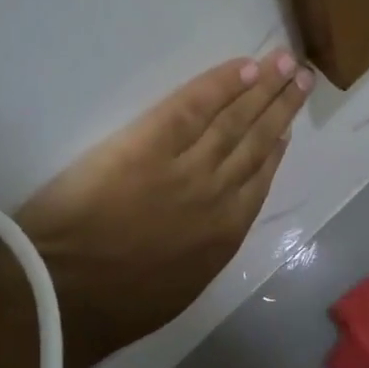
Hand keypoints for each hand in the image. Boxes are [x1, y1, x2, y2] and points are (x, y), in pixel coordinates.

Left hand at [16, 50, 311, 363]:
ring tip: (283, 62)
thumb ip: (203, 256)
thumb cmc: (113, 305)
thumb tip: (212, 233)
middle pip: (255, 141)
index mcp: (224, 235)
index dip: (275, 149)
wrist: (66, 293)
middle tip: (303, 76)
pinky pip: (192, 106)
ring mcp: (185, 167)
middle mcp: (216, 194)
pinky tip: (242, 67)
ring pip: (233, 119)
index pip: (258, 181)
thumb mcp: (179, 290)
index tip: (288, 129)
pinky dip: (220, 85)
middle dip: (281, 107)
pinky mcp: (147, 144)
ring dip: (261, 87)